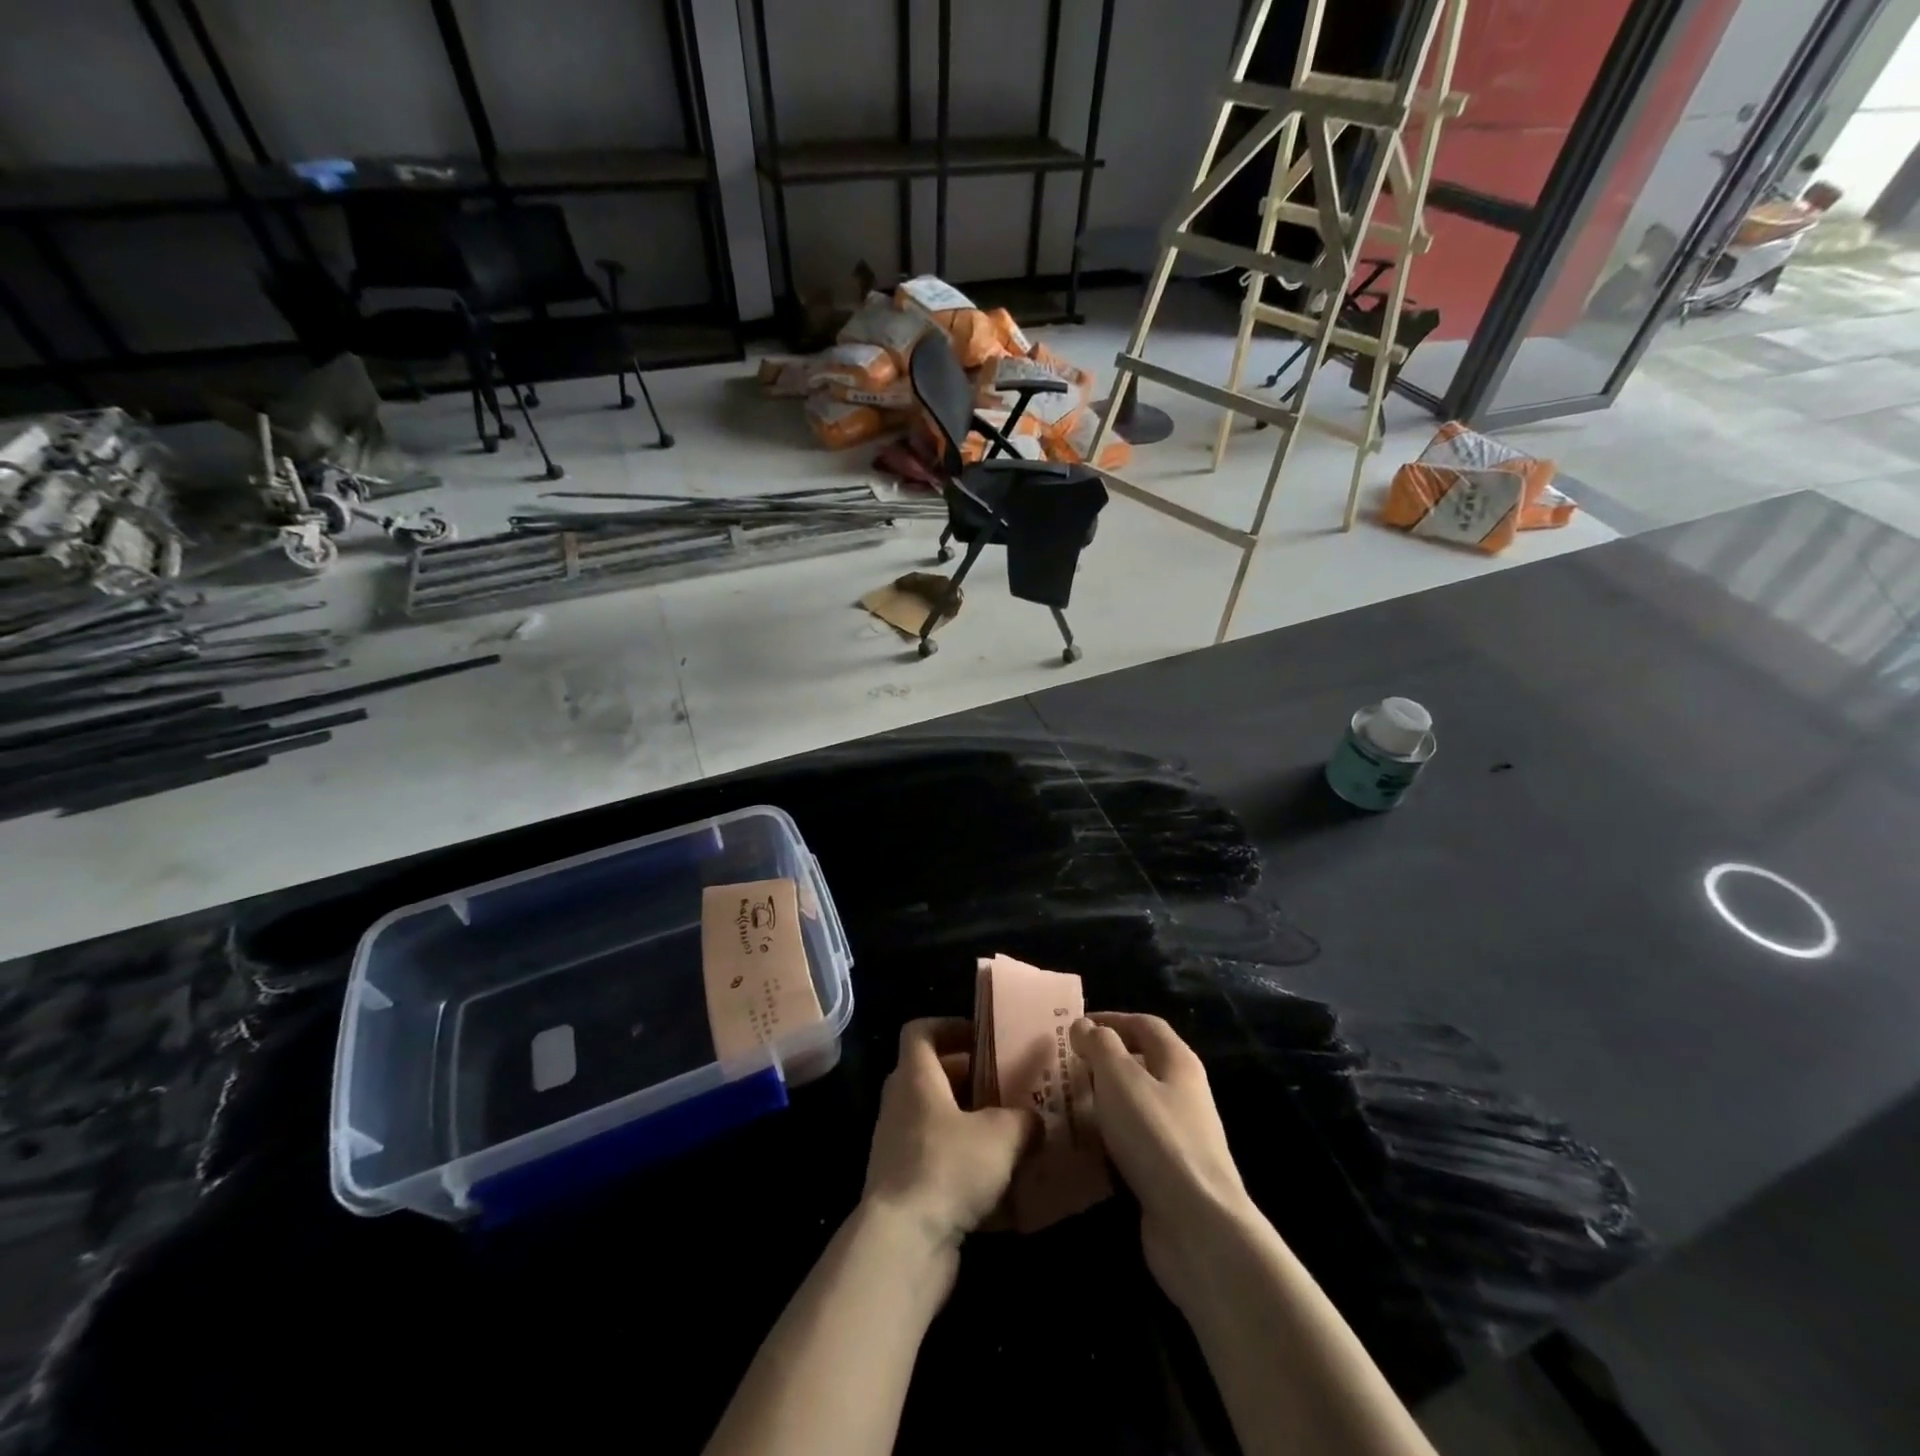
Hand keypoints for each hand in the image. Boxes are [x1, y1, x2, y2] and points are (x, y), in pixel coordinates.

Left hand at [862, 1018, 1036, 1251]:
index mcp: (916, 1077)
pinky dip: (965, 1167)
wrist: (903, 1244)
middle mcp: (901, 1105)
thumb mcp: (1002, 1134)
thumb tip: (1033, 1121)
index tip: (983, 1038)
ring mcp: (898, 1148)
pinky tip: (1002, 1187)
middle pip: (934, 1077)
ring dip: (971, 1125)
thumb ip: (1023, 1119)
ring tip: (1012, 1135)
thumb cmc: (948, 1167)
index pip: (920, 1031)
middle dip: (972, 1080)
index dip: (949, 1027)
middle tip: (1010, 1087)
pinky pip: (938, 1163)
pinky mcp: (904, 1188)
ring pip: (938, 1122)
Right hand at [1070, 1012, 1254, 1307]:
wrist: (1197, 1224)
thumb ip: (1100, 1046)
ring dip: (1103, 1099)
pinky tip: (1085, 1144)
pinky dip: (1109, 1135)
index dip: (1110, 1020)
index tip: (1074, 1027)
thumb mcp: (1120, 1077)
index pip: (1144, 1024)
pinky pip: (1134, 1140)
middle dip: (1103, 1060)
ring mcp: (1180, 1134)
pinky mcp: (1170, 1172)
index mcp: (1178, 1061)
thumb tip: (1085, 1026)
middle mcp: (1184, 1092)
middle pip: (1142, 1062)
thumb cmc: (1156, 1136)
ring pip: (1136, 1103)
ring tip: (1066, 1102)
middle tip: (1064, 1066)